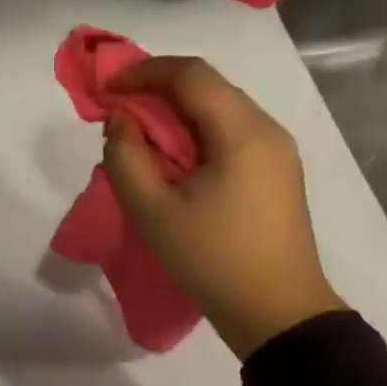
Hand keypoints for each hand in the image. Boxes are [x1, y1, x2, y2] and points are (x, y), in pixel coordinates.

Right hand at [103, 57, 344, 359]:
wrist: (278, 314)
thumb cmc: (213, 259)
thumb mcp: (153, 211)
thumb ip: (126, 156)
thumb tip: (121, 118)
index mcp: (243, 132)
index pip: (191, 74)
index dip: (144, 72)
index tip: (108, 89)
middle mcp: (267, 129)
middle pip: (208, 86)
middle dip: (158, 89)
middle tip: (119, 110)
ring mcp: (278, 150)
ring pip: (221, 108)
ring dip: (177, 111)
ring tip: (141, 134)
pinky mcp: (277, 171)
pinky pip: (232, 132)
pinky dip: (197, 131)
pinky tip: (175, 157)